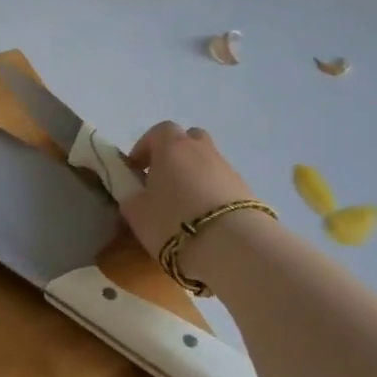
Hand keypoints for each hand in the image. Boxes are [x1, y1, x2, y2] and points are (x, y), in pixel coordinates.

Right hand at [120, 121, 259, 259]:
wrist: (232, 245)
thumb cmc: (173, 222)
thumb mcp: (137, 214)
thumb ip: (131, 197)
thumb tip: (134, 193)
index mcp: (172, 147)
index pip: (159, 131)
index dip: (145, 147)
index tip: (136, 170)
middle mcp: (201, 149)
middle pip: (188, 139)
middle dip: (174, 154)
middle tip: (163, 180)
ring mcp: (226, 168)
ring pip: (206, 162)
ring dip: (194, 175)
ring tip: (184, 205)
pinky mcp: (245, 189)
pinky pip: (221, 183)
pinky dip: (211, 192)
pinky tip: (204, 218)